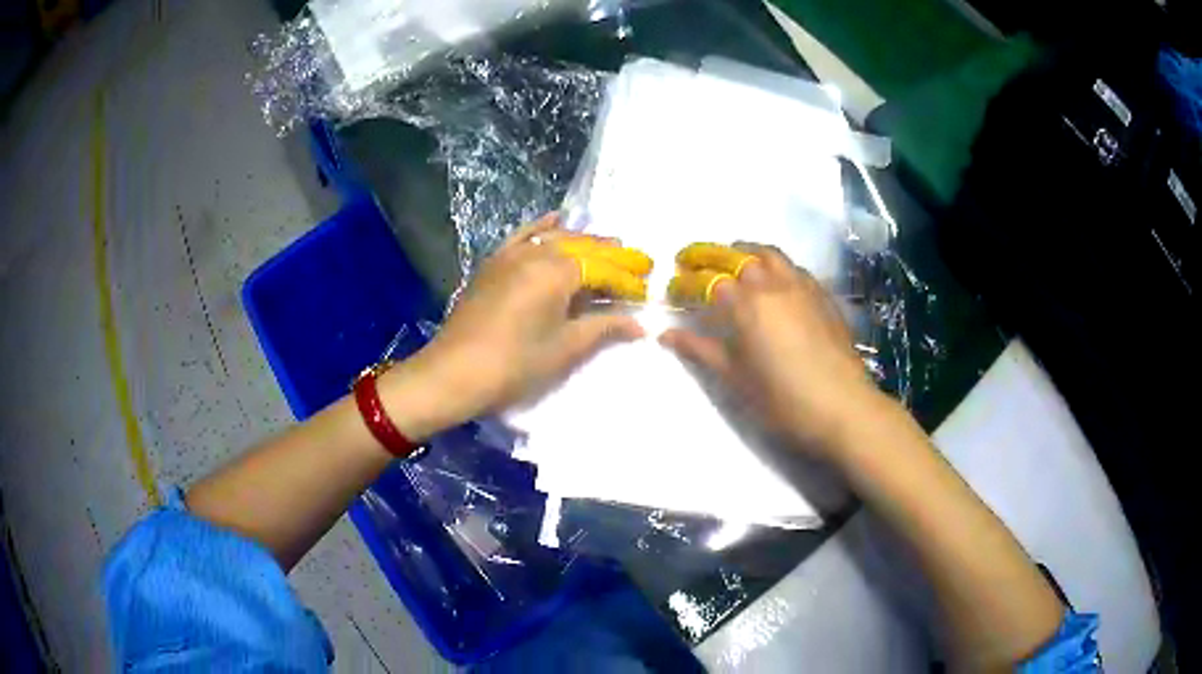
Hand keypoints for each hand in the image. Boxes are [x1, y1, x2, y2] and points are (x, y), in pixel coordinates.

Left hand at [399, 214, 644, 427]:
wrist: (453, 373)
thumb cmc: (514, 365)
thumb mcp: (564, 349)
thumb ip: (603, 328)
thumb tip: (638, 324)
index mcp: (557, 272)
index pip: (603, 269)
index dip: (627, 280)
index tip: (647, 289)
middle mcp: (537, 253)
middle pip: (583, 247)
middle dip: (613, 256)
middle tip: (638, 266)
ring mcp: (511, 254)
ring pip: (556, 237)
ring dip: (585, 241)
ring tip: (610, 245)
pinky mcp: (493, 263)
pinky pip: (523, 235)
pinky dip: (542, 226)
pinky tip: (555, 218)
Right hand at [659, 243, 885, 460]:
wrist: (842, 407)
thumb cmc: (781, 398)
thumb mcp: (735, 377)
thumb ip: (700, 349)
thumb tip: (666, 334)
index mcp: (745, 303)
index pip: (707, 281)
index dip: (686, 283)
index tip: (672, 289)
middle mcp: (771, 283)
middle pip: (736, 255)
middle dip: (709, 254)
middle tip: (691, 260)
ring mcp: (801, 285)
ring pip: (768, 253)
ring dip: (744, 251)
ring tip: (732, 260)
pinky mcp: (822, 295)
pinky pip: (793, 267)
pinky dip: (773, 263)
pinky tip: (773, 280)